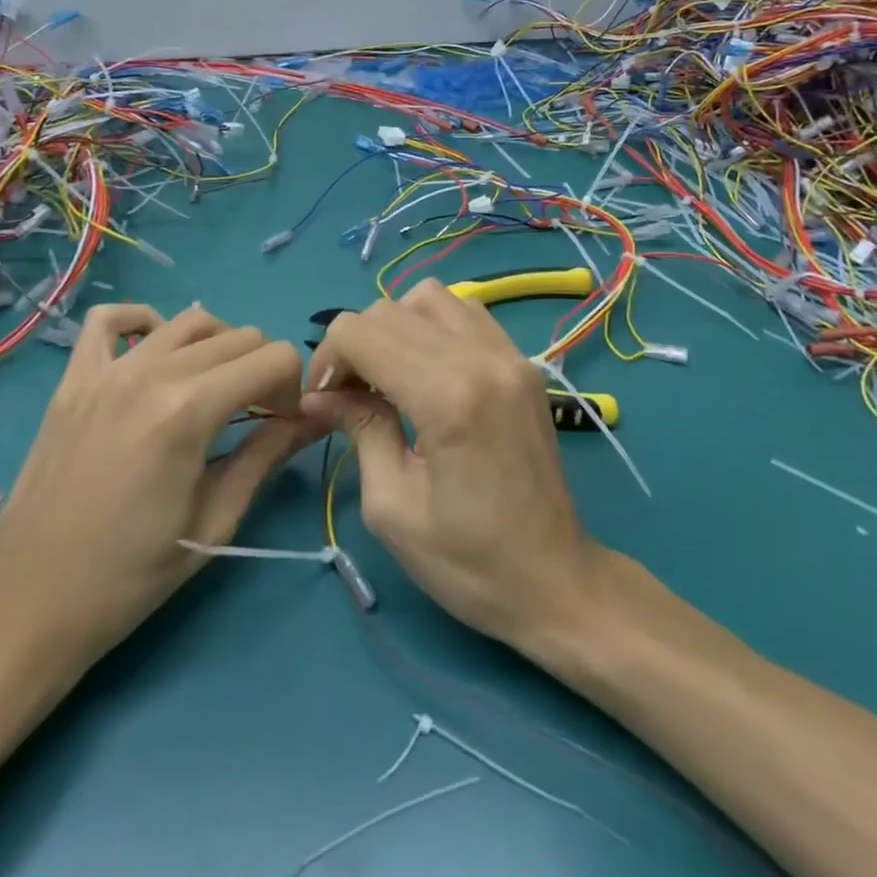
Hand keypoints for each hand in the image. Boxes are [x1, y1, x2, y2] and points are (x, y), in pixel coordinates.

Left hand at [0, 303, 318, 674]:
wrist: (30, 604)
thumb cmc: (131, 576)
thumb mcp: (215, 521)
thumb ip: (268, 455)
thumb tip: (319, 417)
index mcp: (189, 410)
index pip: (274, 358)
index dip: (292, 390)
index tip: (281, 427)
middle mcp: (152, 372)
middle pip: (240, 336)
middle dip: (263, 371)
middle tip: (255, 417)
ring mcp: (107, 369)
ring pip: (190, 320)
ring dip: (219, 346)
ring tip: (214, 389)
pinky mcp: (73, 378)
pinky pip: (110, 319)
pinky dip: (144, 321)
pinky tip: (155, 351)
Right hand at [300, 279, 603, 650]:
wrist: (556, 579)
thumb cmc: (468, 561)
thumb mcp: (393, 507)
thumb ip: (359, 430)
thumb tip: (319, 394)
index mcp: (448, 396)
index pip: (362, 333)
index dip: (328, 359)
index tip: (323, 401)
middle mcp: (482, 358)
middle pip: (391, 309)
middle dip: (356, 344)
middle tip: (348, 395)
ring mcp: (509, 354)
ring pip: (431, 297)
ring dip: (396, 326)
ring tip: (388, 376)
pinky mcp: (523, 362)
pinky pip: (466, 313)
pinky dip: (434, 325)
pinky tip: (427, 369)